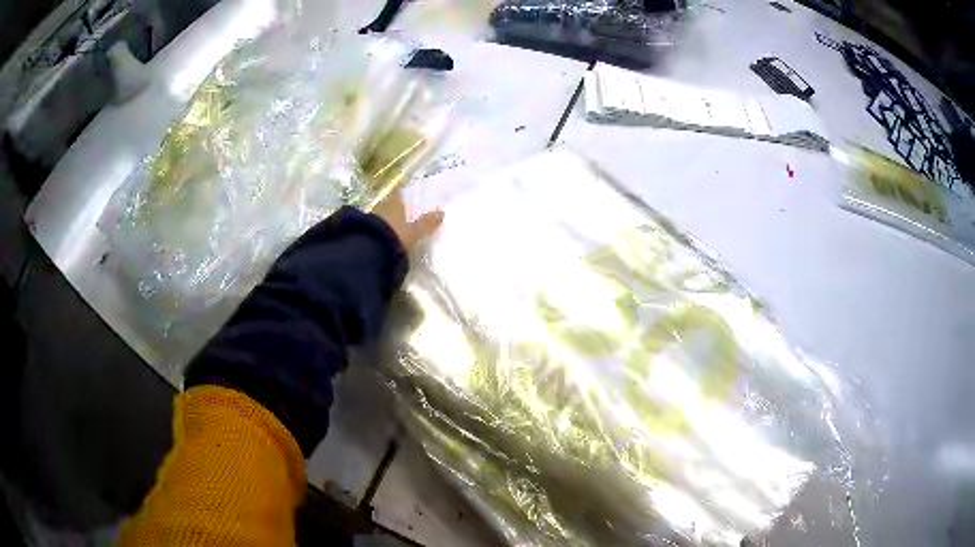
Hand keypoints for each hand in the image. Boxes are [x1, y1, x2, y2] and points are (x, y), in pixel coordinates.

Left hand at [372, 189, 443, 252]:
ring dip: (387, 219)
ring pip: (382, 215)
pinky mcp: (364, 231)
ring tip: (395, 227)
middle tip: (404, 213)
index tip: (409, 196)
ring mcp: (371, 218)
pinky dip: (380, 230)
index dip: (404, 193)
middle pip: (390, 204)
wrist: (371, 250)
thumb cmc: (396, 235)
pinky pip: (375, 227)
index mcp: (395, 202)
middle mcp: (382, 206)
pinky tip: (385, 237)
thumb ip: (427, 222)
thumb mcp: (415, 231)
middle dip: (396, 208)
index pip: (399, 193)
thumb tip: (441, 213)